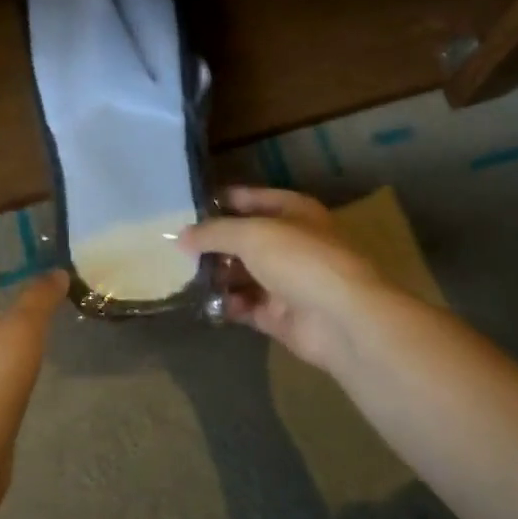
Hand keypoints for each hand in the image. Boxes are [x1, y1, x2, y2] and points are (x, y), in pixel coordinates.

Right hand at [180, 187, 389, 374]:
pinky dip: (227, 304)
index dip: (219, 202)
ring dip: (217, 276)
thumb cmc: (299, 260)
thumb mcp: (251, 234)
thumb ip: (213, 232)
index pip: (250, 199)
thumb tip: (181, 236)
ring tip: (184, 277)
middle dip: (213, 244)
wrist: (341, 319)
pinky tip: (205, 303)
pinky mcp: (280, 315)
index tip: (184, 209)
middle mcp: (291, 243)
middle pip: (244, 239)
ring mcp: (287, 281)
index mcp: (293, 211)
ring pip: (243, 274)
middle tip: (176, 248)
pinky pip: (246, 306)